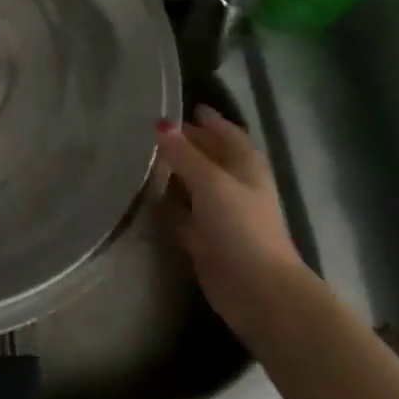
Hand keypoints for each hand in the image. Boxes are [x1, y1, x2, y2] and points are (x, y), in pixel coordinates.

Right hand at [155, 106, 303, 340]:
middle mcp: (234, 186)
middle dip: (186, 145)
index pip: (227, 133)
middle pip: (209, 158)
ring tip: (139, 159)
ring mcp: (220, 215)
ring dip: (173, 175)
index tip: (184, 107)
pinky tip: (144, 199)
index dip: (209, 120)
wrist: (258, 292)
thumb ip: (184, 154)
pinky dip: (167, 207)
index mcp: (245, 166)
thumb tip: (161, 123)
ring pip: (193, 187)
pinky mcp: (205, 241)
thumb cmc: (241, 227)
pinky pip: (182, 216)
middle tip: (151, 130)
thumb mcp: (211, 182)